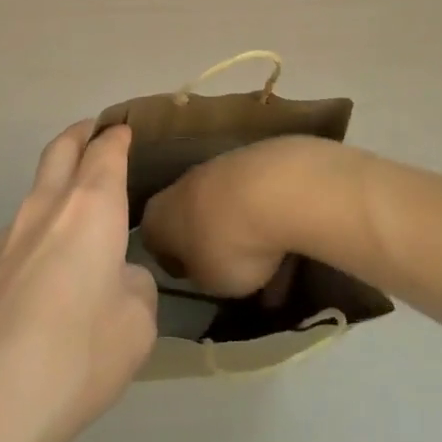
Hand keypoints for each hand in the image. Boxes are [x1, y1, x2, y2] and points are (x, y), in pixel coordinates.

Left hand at [0, 121, 157, 441]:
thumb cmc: (76, 357)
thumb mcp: (137, 326)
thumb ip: (135, 287)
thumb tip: (116, 277)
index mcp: (90, 208)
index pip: (106, 152)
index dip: (118, 137)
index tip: (126, 130)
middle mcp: (44, 209)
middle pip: (61, 149)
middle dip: (80, 135)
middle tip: (95, 132)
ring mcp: (6, 238)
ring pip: (36, 191)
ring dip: (58, 183)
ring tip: (79, 210)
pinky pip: (20, 234)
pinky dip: (40, 230)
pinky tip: (49, 272)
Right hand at [141, 135, 352, 297]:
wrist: (273, 189)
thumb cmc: (227, 245)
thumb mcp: (208, 283)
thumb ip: (201, 275)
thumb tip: (204, 267)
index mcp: (157, 217)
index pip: (154, 243)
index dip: (175, 264)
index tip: (196, 279)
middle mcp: (180, 186)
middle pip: (191, 218)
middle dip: (211, 243)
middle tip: (234, 271)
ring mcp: (217, 167)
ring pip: (225, 206)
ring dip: (243, 230)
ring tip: (272, 260)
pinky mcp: (252, 158)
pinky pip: (253, 196)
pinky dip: (266, 216)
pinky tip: (287, 238)